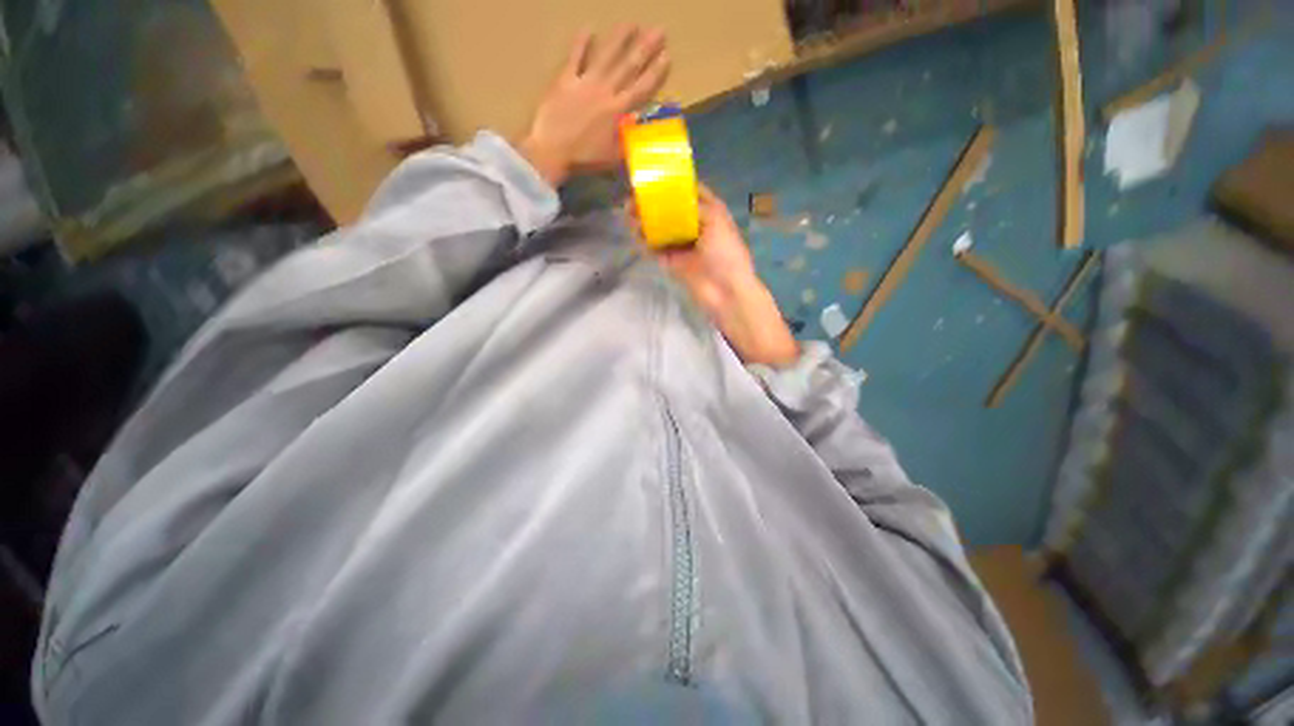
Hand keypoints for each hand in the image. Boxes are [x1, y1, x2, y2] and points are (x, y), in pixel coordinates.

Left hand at [518, 27, 669, 186]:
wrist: (553, 151)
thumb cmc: (585, 158)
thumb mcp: (613, 157)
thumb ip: (628, 142)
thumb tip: (641, 131)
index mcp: (618, 111)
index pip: (641, 89)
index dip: (655, 73)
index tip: (666, 56)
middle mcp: (605, 92)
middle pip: (628, 67)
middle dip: (645, 48)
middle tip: (659, 30)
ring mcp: (585, 83)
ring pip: (606, 56)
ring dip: (620, 39)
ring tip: (632, 23)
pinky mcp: (566, 80)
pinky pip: (575, 58)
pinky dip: (581, 43)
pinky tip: (589, 29)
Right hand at [651, 186, 799, 366]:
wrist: (725, 291)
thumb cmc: (725, 253)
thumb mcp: (715, 220)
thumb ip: (693, 205)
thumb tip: (670, 197)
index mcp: (709, 212)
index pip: (690, 192)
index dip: (673, 183)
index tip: (654, 176)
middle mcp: (694, 225)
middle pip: (670, 209)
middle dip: (653, 202)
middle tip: (634, 197)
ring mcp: (681, 245)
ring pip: (660, 228)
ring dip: (645, 220)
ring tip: (628, 212)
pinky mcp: (671, 262)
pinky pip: (655, 248)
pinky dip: (644, 241)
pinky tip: (634, 232)